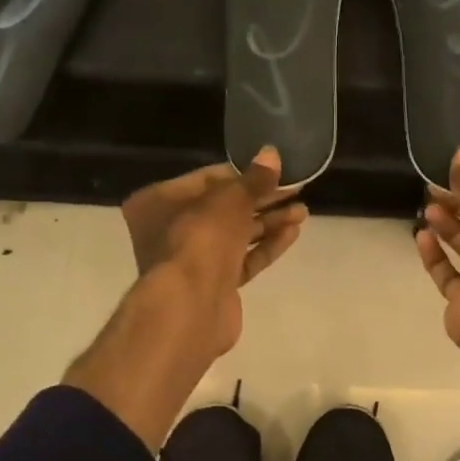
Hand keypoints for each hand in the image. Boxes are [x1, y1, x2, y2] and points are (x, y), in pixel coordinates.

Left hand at [120, 146, 305, 358]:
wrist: (191, 306)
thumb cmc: (199, 239)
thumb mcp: (229, 199)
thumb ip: (253, 179)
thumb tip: (272, 154)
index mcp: (157, 203)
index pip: (205, 180)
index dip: (242, 174)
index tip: (273, 169)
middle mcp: (169, 230)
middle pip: (222, 208)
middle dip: (260, 198)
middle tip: (296, 188)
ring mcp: (192, 261)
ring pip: (235, 235)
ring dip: (268, 222)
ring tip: (302, 211)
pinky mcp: (214, 285)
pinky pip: (242, 259)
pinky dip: (265, 246)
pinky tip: (292, 232)